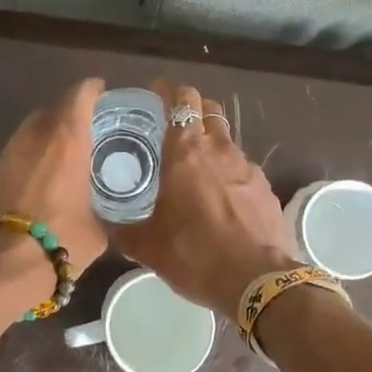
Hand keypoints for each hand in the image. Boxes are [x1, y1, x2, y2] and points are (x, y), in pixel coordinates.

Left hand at [0, 78, 109, 274]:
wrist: (0, 266)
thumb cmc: (61, 241)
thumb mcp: (98, 230)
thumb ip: (104, 212)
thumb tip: (109, 216)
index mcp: (66, 138)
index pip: (80, 95)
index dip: (92, 90)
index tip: (101, 92)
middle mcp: (33, 136)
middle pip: (50, 111)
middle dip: (66, 117)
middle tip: (83, 135)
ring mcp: (4, 154)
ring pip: (27, 135)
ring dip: (42, 141)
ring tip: (57, 163)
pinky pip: (11, 159)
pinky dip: (23, 165)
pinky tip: (32, 188)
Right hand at [112, 79, 299, 314]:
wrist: (257, 280)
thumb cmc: (195, 254)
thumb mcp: (148, 246)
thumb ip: (124, 230)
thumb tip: (105, 225)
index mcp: (186, 152)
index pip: (182, 100)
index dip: (169, 91)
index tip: (157, 92)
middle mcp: (218, 149)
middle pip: (208, 109)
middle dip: (192, 107)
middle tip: (174, 122)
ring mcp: (247, 166)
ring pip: (227, 137)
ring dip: (211, 139)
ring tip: (196, 161)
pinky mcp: (265, 187)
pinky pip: (242, 166)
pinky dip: (228, 169)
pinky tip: (220, 193)